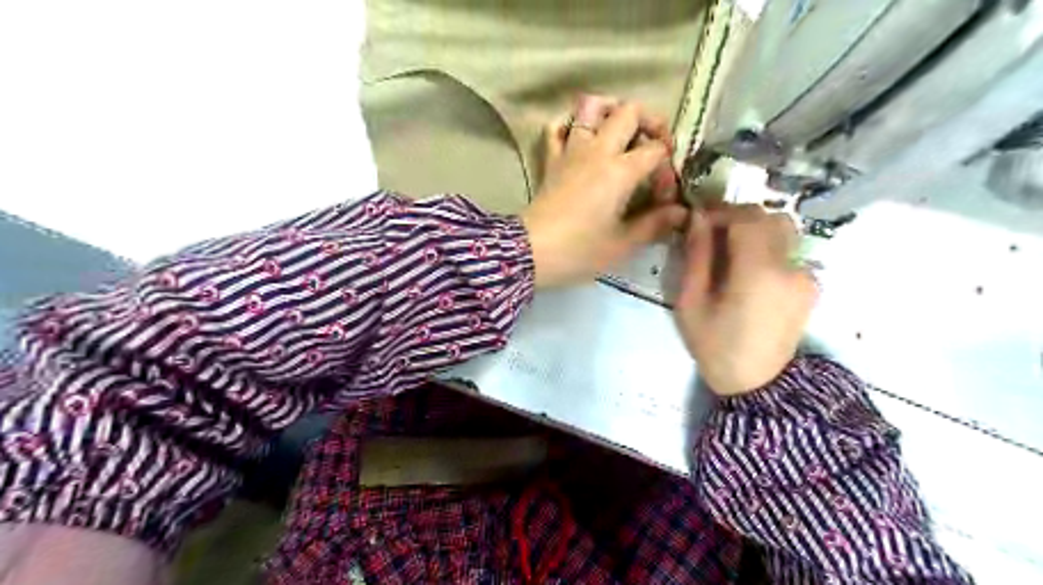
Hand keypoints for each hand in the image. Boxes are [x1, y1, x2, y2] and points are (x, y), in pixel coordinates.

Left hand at [521, 97, 690, 288]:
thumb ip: (654, 225)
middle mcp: (597, 150)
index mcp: (620, 170)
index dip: (668, 168)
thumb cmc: (578, 251)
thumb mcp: (622, 244)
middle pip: (629, 111)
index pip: (656, 151)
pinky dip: (570, 124)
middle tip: (654, 148)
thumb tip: (681, 213)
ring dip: (611, 111)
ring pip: (590, 107)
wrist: (530, 253)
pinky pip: (557, 128)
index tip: (664, 197)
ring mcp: (570, 151)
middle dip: (650, 123)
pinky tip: (581, 137)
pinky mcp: (550, 160)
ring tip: (622, 132)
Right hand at [676, 205, 814, 397]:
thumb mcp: (691, 302)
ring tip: (729, 251)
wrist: (757, 384)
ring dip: (755, 231)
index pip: (746, 217)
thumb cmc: (715, 345)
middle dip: (738, 218)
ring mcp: (805, 276)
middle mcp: (790, 266)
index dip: (721, 211)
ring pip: (782, 231)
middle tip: (712, 233)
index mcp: (758, 271)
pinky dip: (766, 248)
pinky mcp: (810, 285)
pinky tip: (748, 272)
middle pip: (769, 218)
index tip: (699, 220)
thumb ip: (697, 256)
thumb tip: (698, 218)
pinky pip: (788, 251)